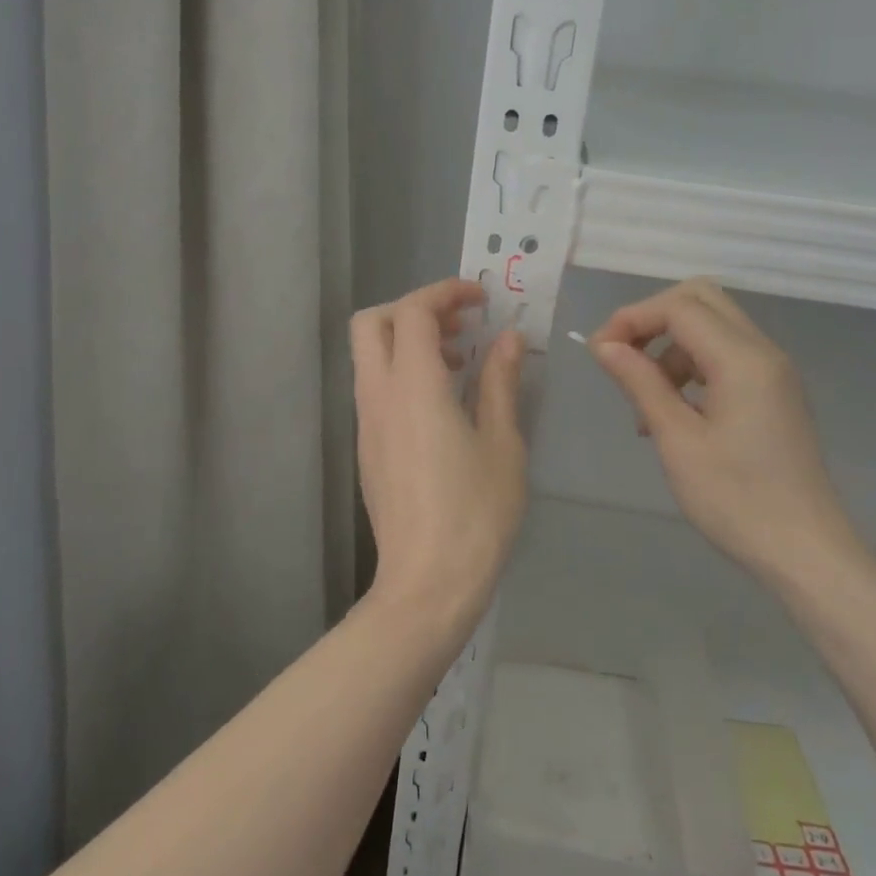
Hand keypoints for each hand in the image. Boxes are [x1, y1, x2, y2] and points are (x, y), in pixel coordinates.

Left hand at [352, 279, 526, 633]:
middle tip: (461, 324)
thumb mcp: (502, 444)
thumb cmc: (475, 513)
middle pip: (372, 323)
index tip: (481, 299)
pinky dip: (403, 372)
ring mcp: (366, 423)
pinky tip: (443, 403)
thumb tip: (508, 339)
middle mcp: (379, 395)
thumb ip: (501, 382)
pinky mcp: (367, 447)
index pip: (413, 311)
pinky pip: (376, 387)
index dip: (445, 292)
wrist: (427, 583)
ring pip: (370, 356)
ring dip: (408, 341)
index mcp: (414, 387)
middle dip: (414, 309)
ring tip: (461, 362)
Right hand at [589, 279, 861, 576]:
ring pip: (712, 326)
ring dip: (669, 346)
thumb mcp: (677, 440)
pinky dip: (690, 366)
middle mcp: (763, 352)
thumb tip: (604, 346)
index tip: (598, 353)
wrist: (806, 552)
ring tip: (644, 402)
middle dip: (652, 318)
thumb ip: (640, 383)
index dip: (632, 318)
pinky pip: (725, 355)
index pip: (679, 307)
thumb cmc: (736, 500)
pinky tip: (672, 411)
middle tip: (620, 358)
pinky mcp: (773, 391)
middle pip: (700, 300)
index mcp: (742, 360)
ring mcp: (773, 371)